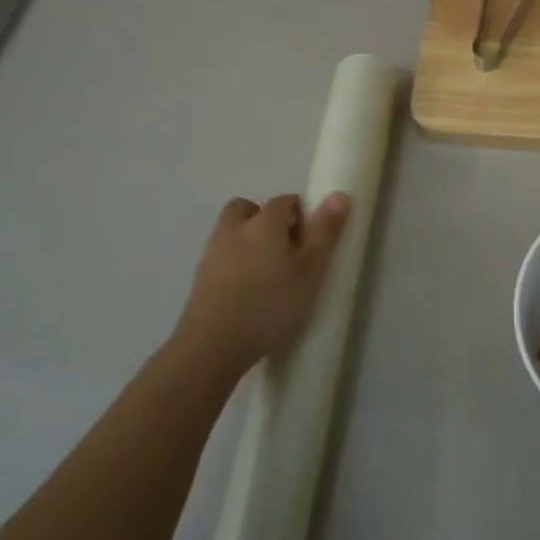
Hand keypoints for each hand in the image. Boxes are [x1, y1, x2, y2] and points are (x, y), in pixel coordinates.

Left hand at [169, 193, 350, 374]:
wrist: (213, 345)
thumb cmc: (271, 304)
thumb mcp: (311, 270)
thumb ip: (325, 232)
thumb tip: (339, 194)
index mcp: (264, 223)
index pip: (285, 201)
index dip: (302, 213)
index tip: (313, 239)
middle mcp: (234, 229)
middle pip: (247, 208)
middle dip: (265, 218)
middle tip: (285, 247)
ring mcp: (212, 253)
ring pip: (231, 232)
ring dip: (248, 239)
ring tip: (268, 271)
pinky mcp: (200, 279)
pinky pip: (221, 257)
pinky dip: (235, 262)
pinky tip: (248, 290)